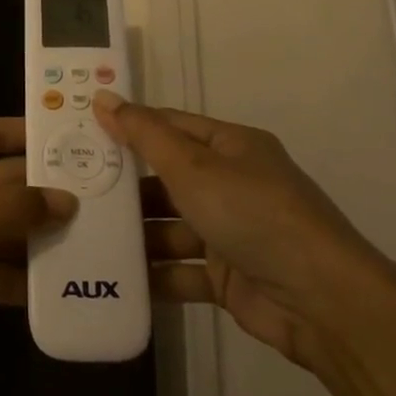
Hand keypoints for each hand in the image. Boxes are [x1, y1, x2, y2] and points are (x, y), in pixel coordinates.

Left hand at [0, 118, 75, 392]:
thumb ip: (7, 211)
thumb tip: (66, 200)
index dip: (31, 135)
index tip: (80, 138)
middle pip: (2, 183)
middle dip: (45, 191)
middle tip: (102, 197)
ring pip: (2, 227)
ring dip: (38, 235)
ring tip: (94, 239)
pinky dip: (20, 275)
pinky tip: (61, 282)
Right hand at [94, 91, 387, 372]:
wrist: (321, 300)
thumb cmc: (252, 214)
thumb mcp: (192, 166)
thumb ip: (144, 135)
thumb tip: (102, 95)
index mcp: (231, 146)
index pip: (171, 126)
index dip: (129, 127)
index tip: (83, 133)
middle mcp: (232, 183)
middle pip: (168, 178)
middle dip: (127, 187)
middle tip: (75, 190)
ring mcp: (232, 232)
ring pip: (172, 227)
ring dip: (138, 234)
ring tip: (86, 236)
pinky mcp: (229, 277)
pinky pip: (183, 270)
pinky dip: (155, 274)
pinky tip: (115, 278)